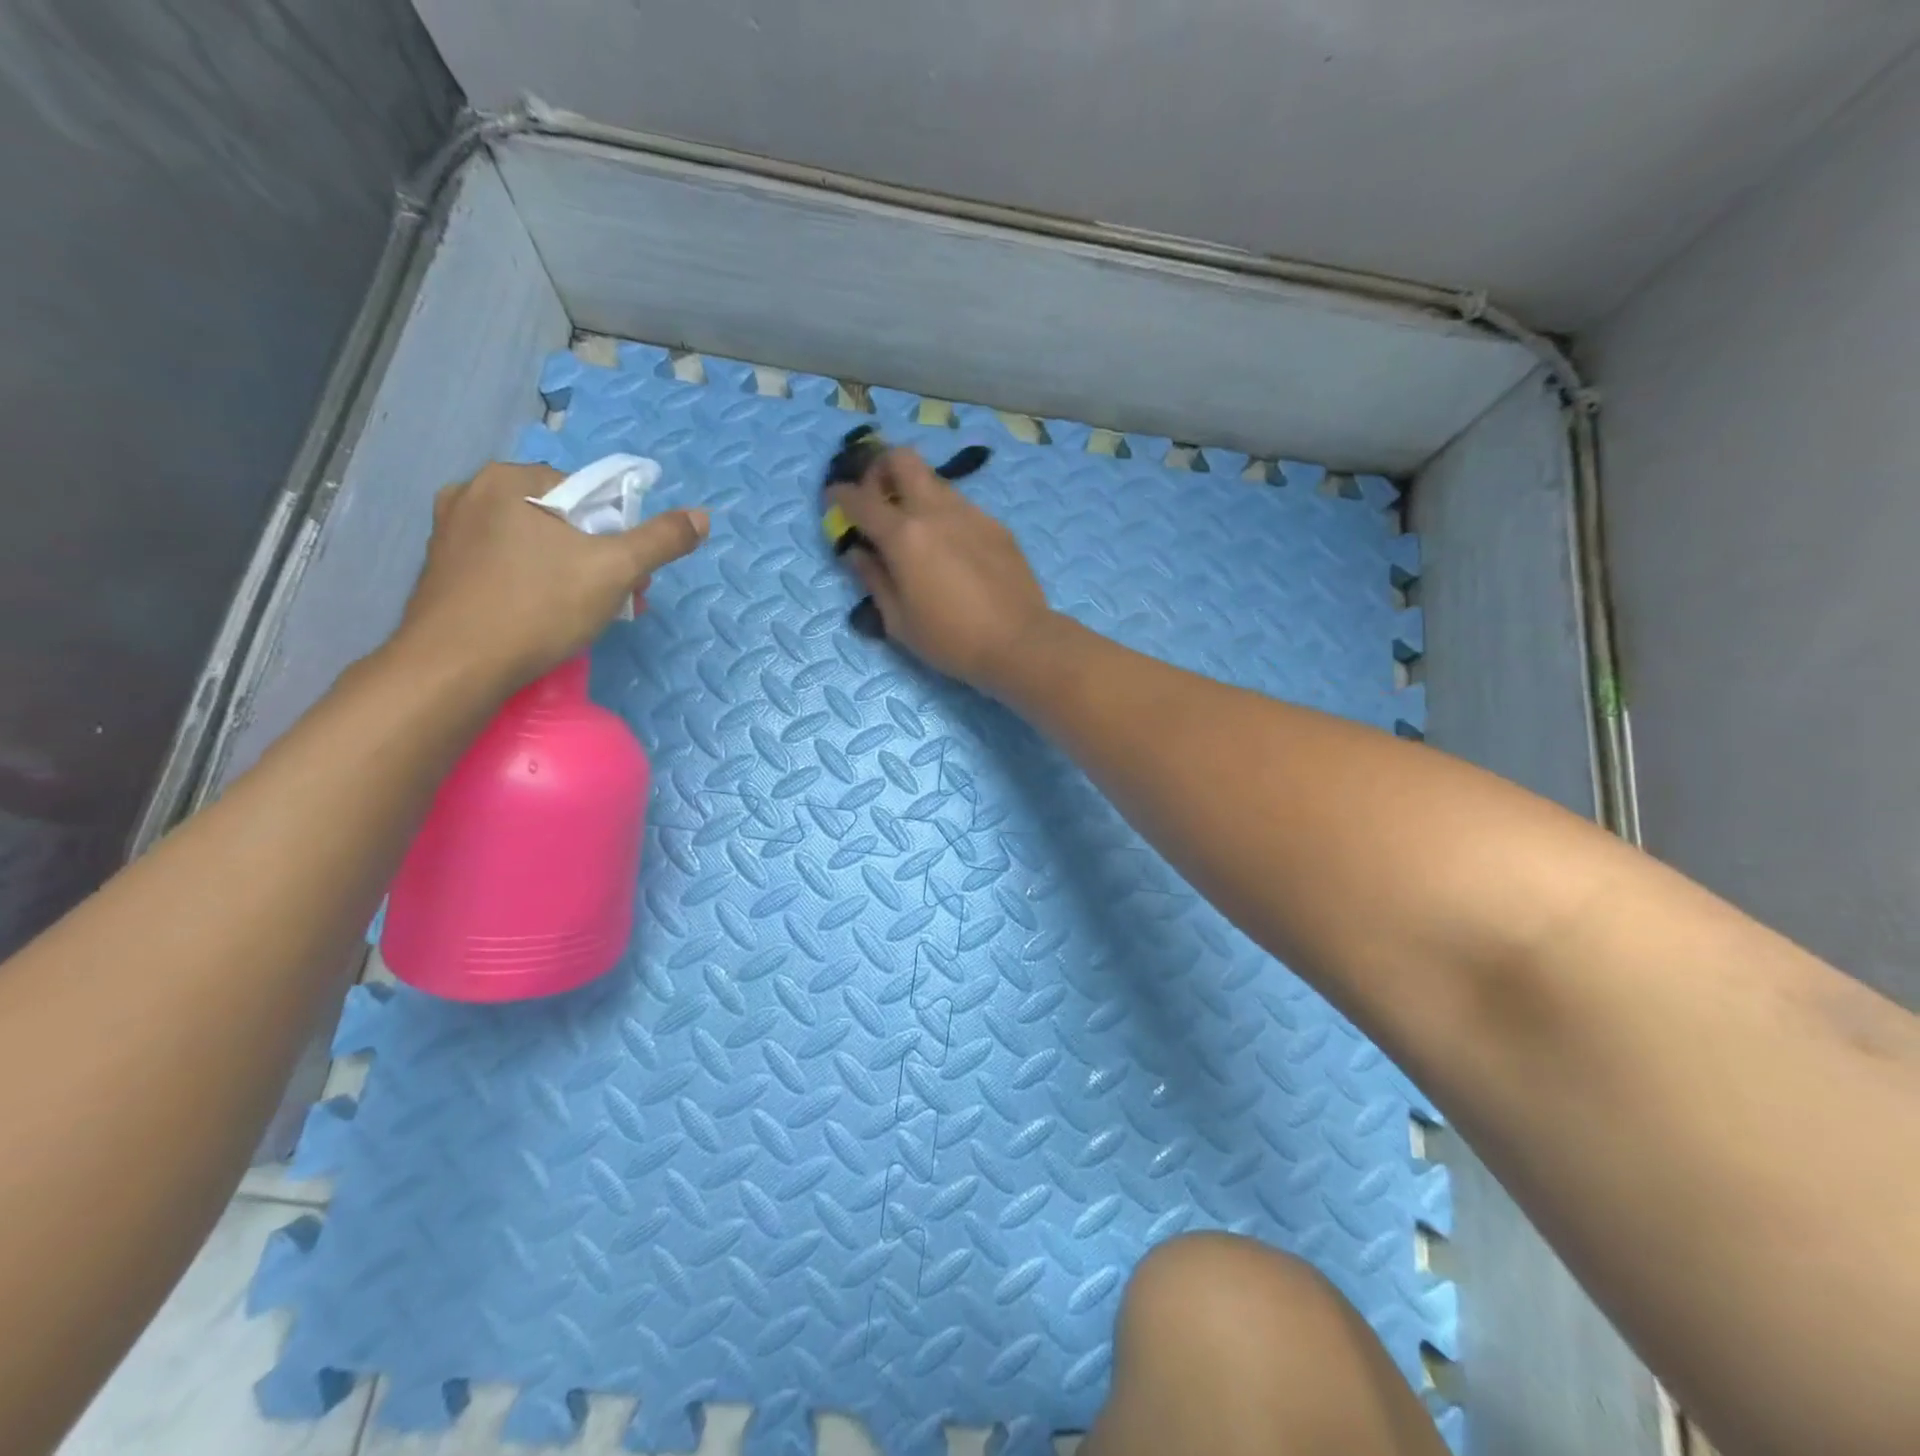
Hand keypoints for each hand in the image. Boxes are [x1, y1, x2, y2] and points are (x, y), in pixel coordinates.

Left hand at [397, 461, 709, 690]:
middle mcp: (471, 495)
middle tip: (617, 598)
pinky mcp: (444, 572)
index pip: (586, 493)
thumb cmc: (538, 607)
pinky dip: (535, 585)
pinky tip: (547, 618)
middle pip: (562, 520)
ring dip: (572, 574)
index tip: (630, 573)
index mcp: (508, 479)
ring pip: (535, 546)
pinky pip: (507, 567)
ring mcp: (451, 534)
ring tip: (588, 614)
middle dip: (598, 557)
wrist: (455, 668)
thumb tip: (702, 516)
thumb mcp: (615, 569)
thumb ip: (661, 540)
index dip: (618, 532)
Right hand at [828, 448, 1054, 694]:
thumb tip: (857, 553)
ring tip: (916, 530)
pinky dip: (945, 516)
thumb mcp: (898, 621)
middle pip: (902, 459)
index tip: (833, 500)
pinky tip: (952, 550)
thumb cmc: (951, 640)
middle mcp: (936, 511)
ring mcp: (971, 513)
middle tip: (877, 498)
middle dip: (880, 468)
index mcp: (904, 536)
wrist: (1019, 642)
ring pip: (935, 482)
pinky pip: (962, 506)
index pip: (860, 499)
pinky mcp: (996, 526)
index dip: (839, 496)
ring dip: (916, 493)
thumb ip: (873, 580)